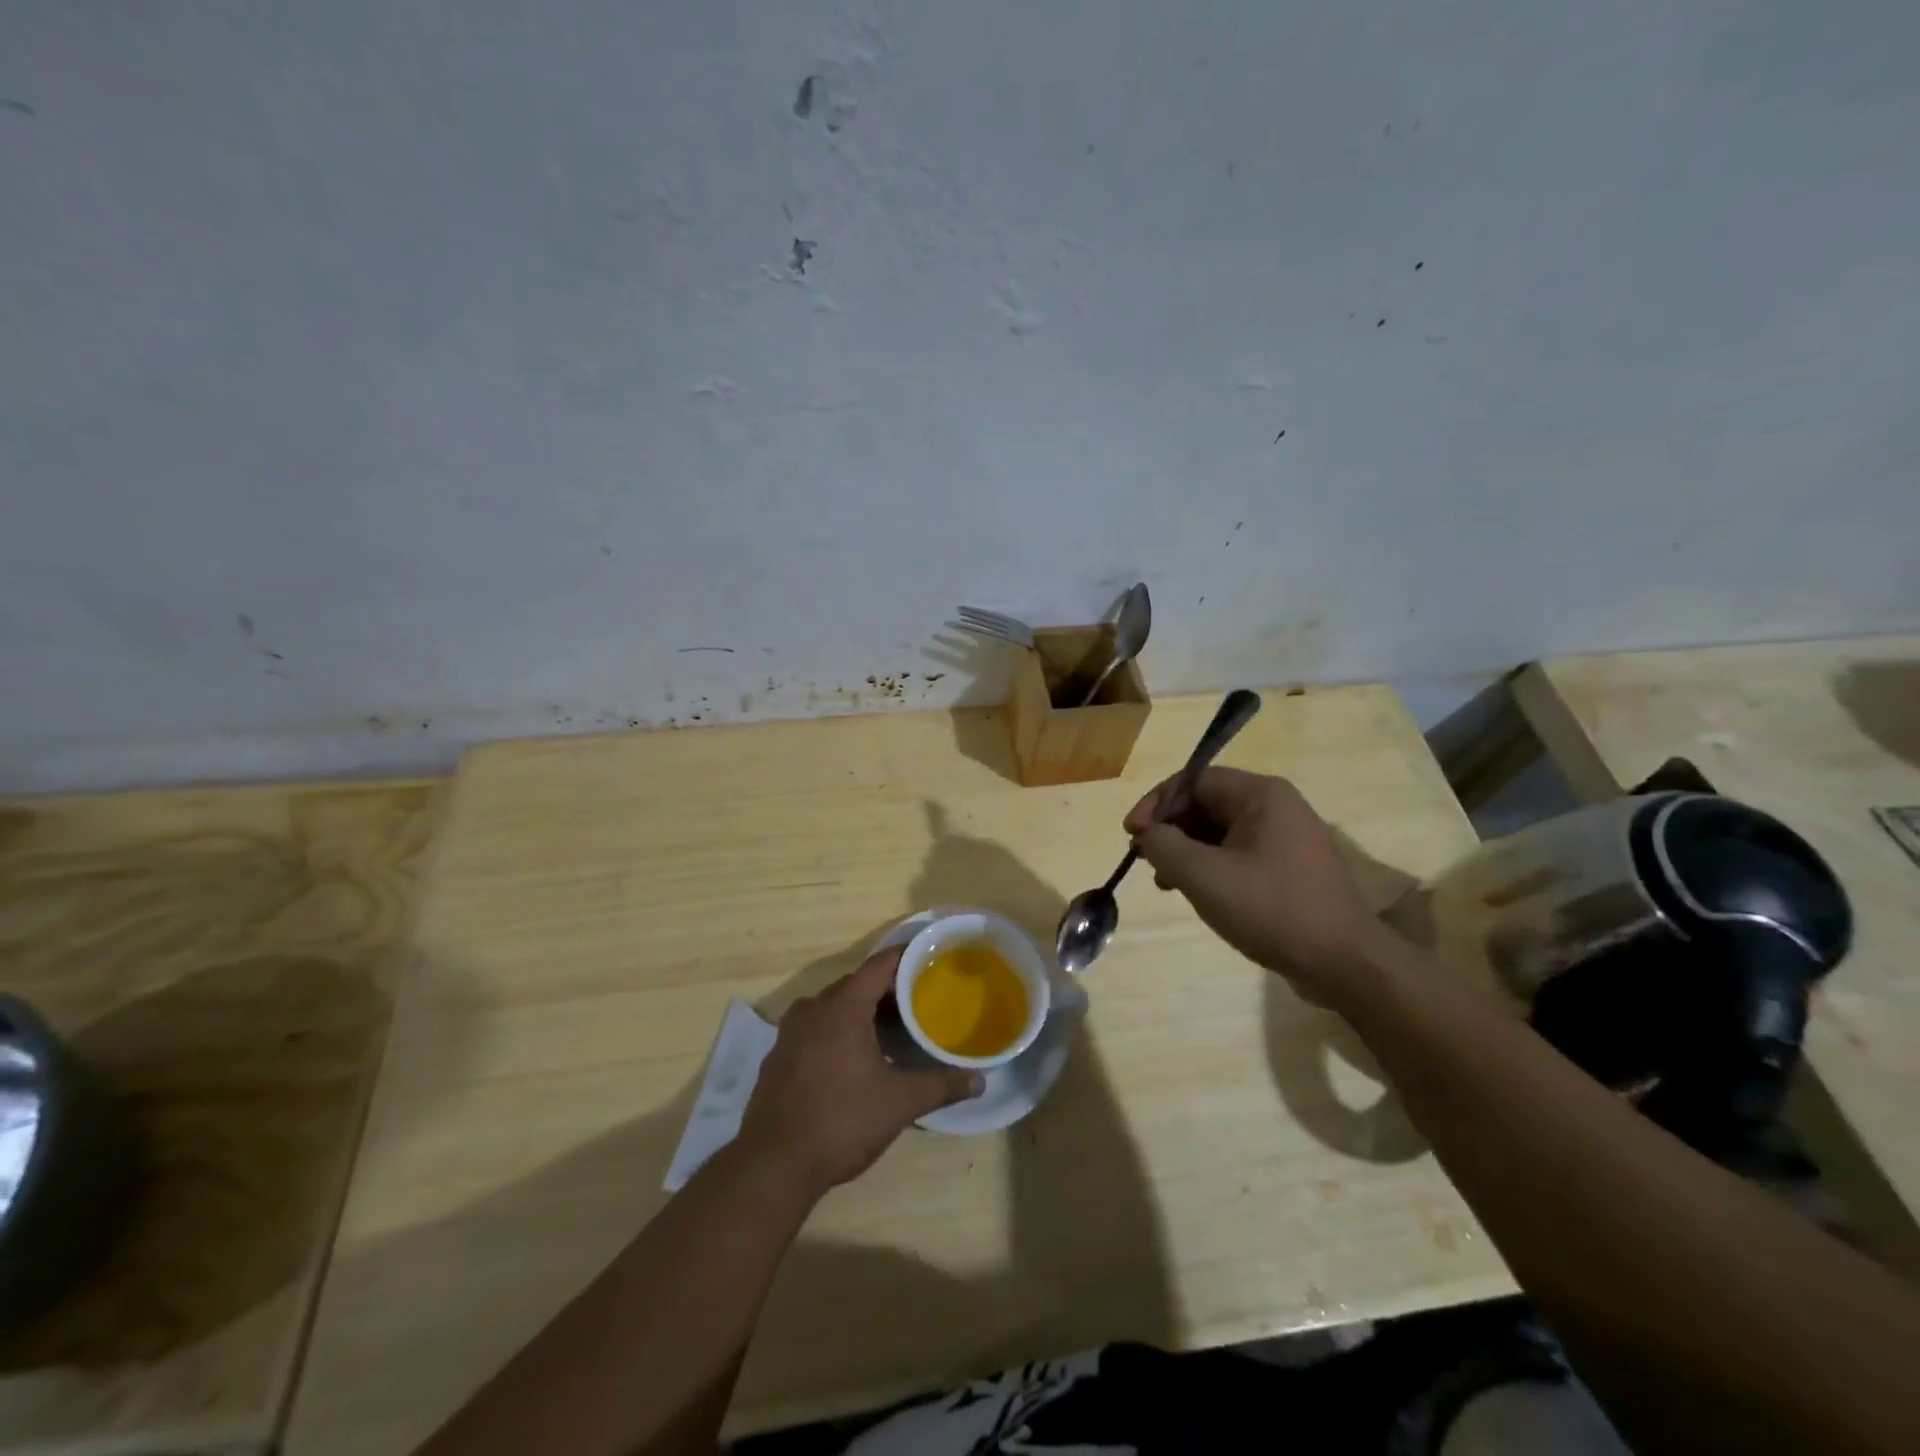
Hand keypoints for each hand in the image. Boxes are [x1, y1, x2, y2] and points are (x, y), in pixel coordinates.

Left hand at [738, 948, 982, 1195]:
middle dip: (887, 989)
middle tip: (920, 1000)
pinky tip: (855, 1057)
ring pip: (833, 1007)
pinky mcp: (779, 1056)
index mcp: (841, 1008)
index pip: (879, 966)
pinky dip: (838, 1030)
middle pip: (856, 984)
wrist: (772, 1166)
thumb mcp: (899, 1103)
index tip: (931, 960)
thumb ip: (940, 1085)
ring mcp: (790, 1033)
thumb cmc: (840, 1122)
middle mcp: (813, 1009)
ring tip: (893, 1027)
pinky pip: (815, 1028)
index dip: (905, 958)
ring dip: (862, 1011)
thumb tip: (980, 1080)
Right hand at [1124, 767, 1392, 1004]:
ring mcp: (1287, 838)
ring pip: (1220, 831)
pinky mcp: (1291, 868)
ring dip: (1186, 851)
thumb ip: (1164, 845)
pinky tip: (1195, 893)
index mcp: (1261, 795)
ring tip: (1165, 881)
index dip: (1157, 804)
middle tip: (1145, 859)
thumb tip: (1147, 834)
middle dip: (1170, 829)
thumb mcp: (1204, 876)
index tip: (1132, 835)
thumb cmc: (1272, 909)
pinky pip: (1239, 853)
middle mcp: (1277, 806)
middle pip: (1206, 804)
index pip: (1194, 781)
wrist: (1345, 963)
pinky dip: (1210, 866)